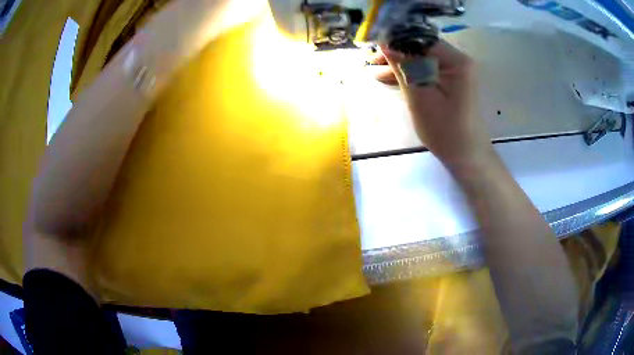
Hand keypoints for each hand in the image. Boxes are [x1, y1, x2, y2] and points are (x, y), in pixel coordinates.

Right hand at [369, 41, 492, 166]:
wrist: (465, 155)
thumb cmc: (444, 130)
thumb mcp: (419, 96)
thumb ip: (402, 66)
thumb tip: (383, 41)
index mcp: (456, 61)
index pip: (420, 39)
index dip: (396, 40)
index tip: (373, 48)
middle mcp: (458, 60)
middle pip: (422, 47)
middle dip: (397, 52)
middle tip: (372, 61)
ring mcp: (456, 71)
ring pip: (423, 59)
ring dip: (401, 63)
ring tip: (376, 70)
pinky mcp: (452, 81)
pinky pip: (428, 70)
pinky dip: (411, 73)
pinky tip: (390, 77)